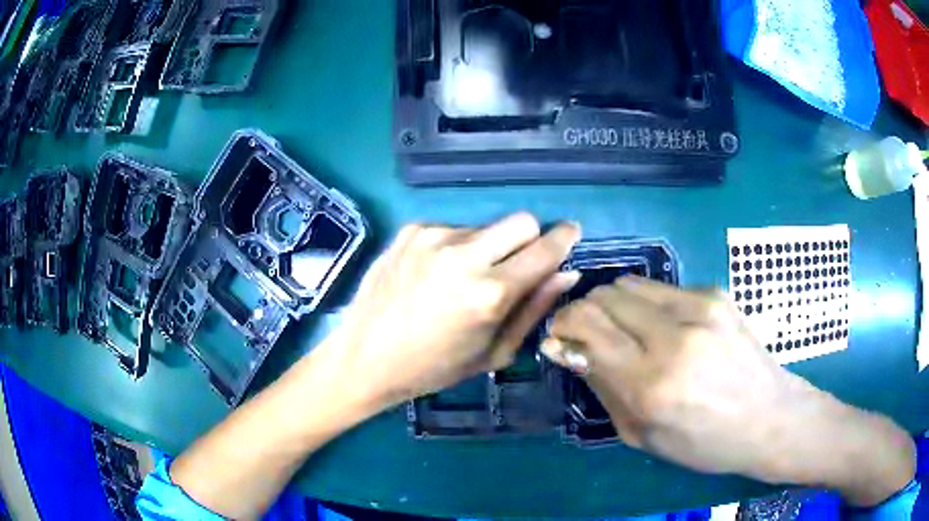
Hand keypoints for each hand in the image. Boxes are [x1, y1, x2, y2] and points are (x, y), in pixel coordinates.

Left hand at [321, 213, 580, 409]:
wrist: (366, 357)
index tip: (571, 233)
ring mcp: (433, 237)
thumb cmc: (434, 368)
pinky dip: (454, 248)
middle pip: (521, 221)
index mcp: (491, 293)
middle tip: (512, 266)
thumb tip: (567, 273)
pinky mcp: (410, 231)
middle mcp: (464, 255)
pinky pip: (451, 228)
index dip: (564, 238)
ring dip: (486, 247)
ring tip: (460, 280)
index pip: (545, 248)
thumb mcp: (493, 353)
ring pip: (484, 227)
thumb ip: (534, 309)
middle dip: (528, 239)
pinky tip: (433, 275)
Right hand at [544, 277, 913, 504]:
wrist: (769, 417)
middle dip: (585, 311)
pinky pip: (662, 288)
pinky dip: (648, 304)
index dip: (564, 324)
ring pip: (629, 283)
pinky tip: (665, 328)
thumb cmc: (704, 442)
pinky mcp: (715, 294)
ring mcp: (699, 307)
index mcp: (651, 385)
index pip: (586, 326)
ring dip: (615, 303)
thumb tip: (568, 348)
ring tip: (626, 329)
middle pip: (604, 296)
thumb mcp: (642, 435)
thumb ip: (603, 388)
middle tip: (589, 334)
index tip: (561, 335)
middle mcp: (673, 337)